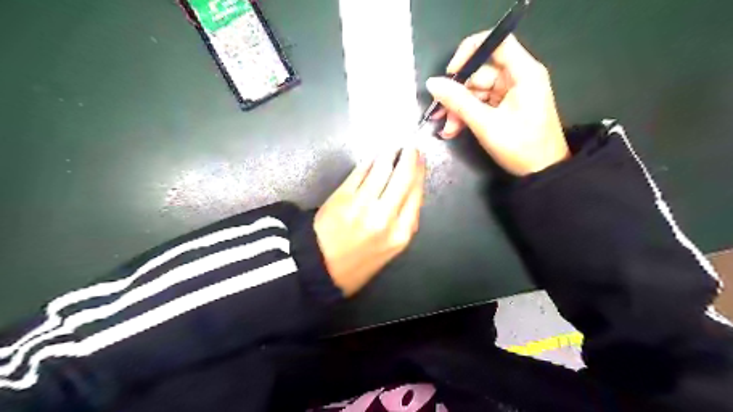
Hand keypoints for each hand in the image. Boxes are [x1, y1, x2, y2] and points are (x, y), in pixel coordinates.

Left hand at [313, 148, 424, 294]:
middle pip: (403, 177)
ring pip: (381, 169)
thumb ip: (404, 219)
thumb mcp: (391, 247)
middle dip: (409, 157)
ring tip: (390, 149)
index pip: (417, 193)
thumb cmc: (360, 260)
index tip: (420, 159)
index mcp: (401, 232)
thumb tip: (410, 188)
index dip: (420, 172)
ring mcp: (362, 205)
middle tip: (410, 147)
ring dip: (388, 154)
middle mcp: (385, 217)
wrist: (321, 267)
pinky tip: (371, 159)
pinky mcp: (342, 197)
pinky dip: (368, 162)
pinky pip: (360, 171)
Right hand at [425, 32, 571, 175]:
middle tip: (440, 113)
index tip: (451, 73)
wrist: (541, 173)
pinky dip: (467, 115)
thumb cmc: (520, 147)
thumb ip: (458, 102)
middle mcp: (518, 77)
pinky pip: (481, 103)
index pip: (496, 43)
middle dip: (458, 94)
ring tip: (448, 128)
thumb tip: (433, 83)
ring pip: (477, 91)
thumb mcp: (485, 124)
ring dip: (459, 109)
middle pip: (481, 72)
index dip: (470, 52)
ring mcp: (511, 93)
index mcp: (523, 73)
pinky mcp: (506, 106)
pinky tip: (454, 129)